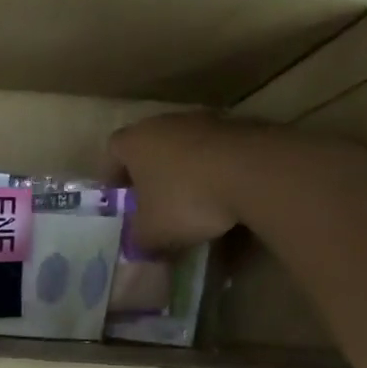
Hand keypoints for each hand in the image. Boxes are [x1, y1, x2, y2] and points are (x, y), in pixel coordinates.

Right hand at [107, 112, 268, 251]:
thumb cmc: (186, 199)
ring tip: (190, 199)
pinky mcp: (238, 127)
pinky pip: (215, 151)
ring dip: (183, 169)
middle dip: (148, 172)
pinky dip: (213, 169)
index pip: (112, 152)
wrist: (254, 172)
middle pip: (149, 145)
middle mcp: (164, 123)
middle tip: (151, 200)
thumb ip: (139, 240)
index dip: (111, 175)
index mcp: (135, 142)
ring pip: (183, 146)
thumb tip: (138, 247)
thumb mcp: (153, 232)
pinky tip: (222, 193)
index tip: (117, 196)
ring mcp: (204, 120)